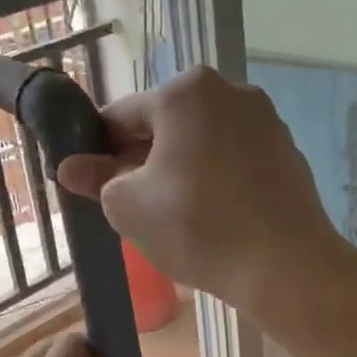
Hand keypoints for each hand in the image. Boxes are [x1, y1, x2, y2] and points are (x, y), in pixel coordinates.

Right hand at [55, 66, 352, 318]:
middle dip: (141, 159)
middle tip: (129, 204)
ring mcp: (263, 119)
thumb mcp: (129, 206)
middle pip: (164, 125)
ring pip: (200, 141)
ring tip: (170, 214)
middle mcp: (228, 91)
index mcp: (184, 93)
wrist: (285, 266)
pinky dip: (213, 177)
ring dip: (177, 168)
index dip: (99, 151)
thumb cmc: (197, 227)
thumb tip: (70, 168)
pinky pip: (232, 157)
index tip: (91, 182)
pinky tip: (209, 214)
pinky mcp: (286, 150)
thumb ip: (98, 179)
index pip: (122, 117)